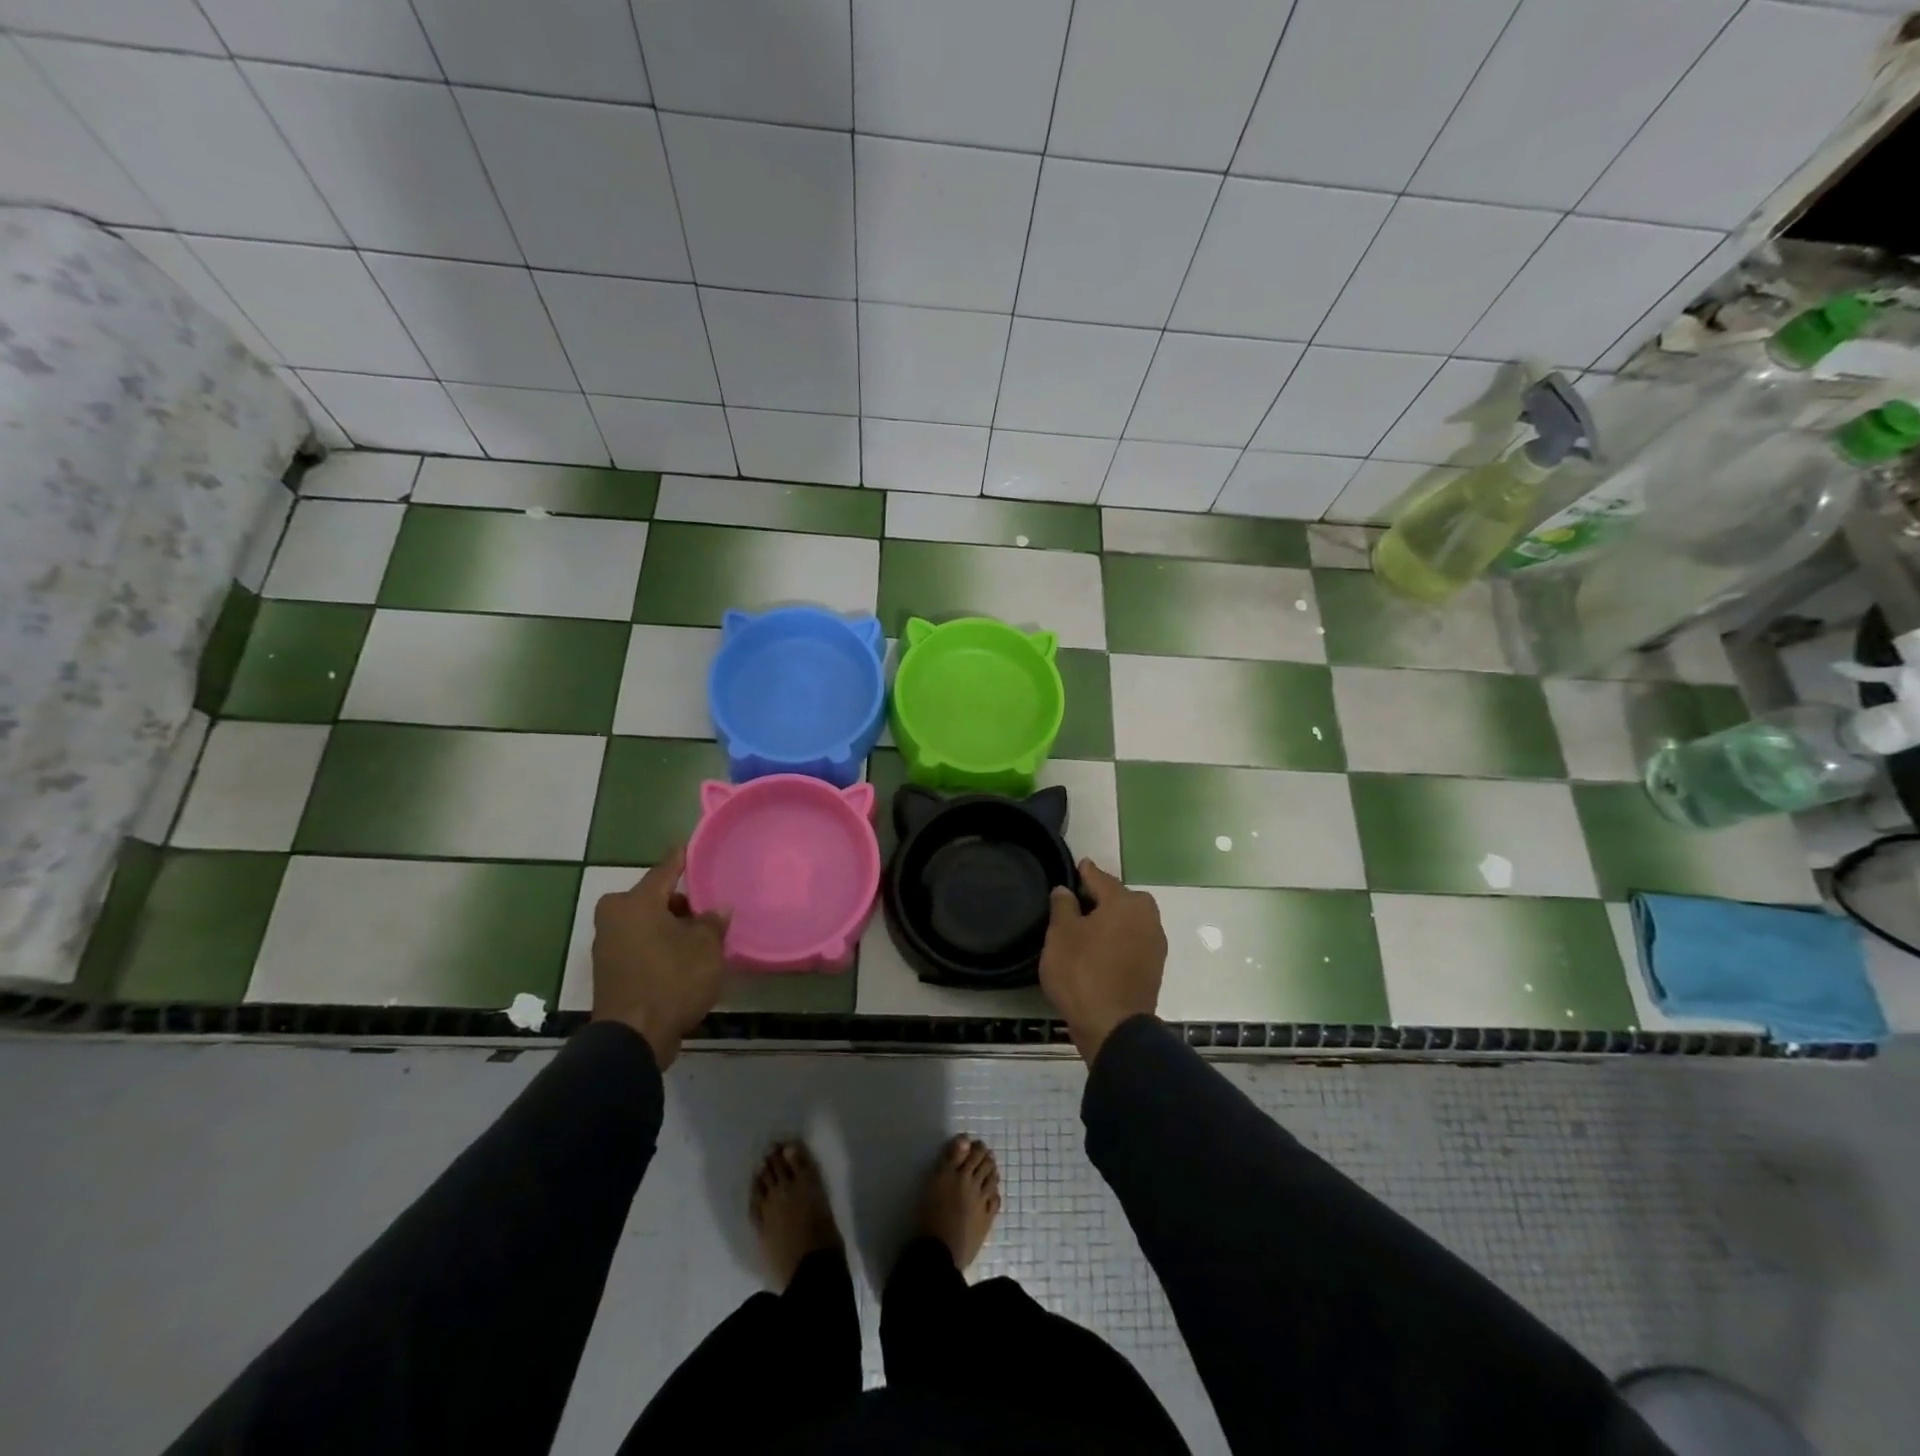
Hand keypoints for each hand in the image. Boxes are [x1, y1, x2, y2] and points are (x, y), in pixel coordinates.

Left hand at [591, 847, 728, 1067]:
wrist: (633, 1038)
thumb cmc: (671, 980)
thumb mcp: (705, 948)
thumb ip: (713, 922)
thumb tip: (718, 909)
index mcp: (635, 902)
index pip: (666, 869)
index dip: (683, 857)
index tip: (693, 845)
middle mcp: (615, 916)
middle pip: (655, 898)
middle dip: (681, 902)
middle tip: (709, 907)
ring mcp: (608, 944)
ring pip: (647, 922)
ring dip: (670, 926)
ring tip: (701, 935)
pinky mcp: (610, 970)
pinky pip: (640, 945)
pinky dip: (659, 945)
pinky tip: (684, 956)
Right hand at [1039, 859, 1166, 1063]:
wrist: (1114, 1027)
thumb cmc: (1082, 973)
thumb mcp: (1061, 935)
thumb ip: (1063, 906)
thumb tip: (1066, 890)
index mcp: (1124, 902)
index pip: (1099, 878)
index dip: (1084, 872)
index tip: (1076, 866)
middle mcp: (1147, 916)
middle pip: (1119, 898)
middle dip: (1101, 898)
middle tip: (1077, 904)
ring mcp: (1155, 943)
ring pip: (1128, 921)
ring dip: (1111, 921)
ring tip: (1087, 929)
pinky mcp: (1154, 968)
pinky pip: (1133, 942)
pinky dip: (1118, 940)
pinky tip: (1101, 951)